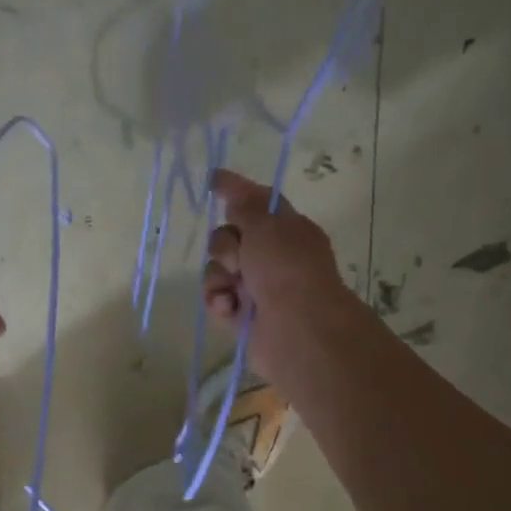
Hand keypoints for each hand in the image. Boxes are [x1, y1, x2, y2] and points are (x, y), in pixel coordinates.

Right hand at [202, 169, 357, 381]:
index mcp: (287, 229)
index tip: (214, 180)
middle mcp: (272, 256)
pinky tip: (229, 307)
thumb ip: (246, 205)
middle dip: (224, 245)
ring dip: (219, 276)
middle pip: (228, 237)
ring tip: (234, 290)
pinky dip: (220, 300)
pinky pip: (216, 297)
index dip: (236, 190)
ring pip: (218, 269)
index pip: (257, 201)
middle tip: (238, 258)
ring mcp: (256, 286)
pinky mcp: (241, 314)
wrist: (296, 330)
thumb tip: (233, 193)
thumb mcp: (267, 225)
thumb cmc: (286, 270)